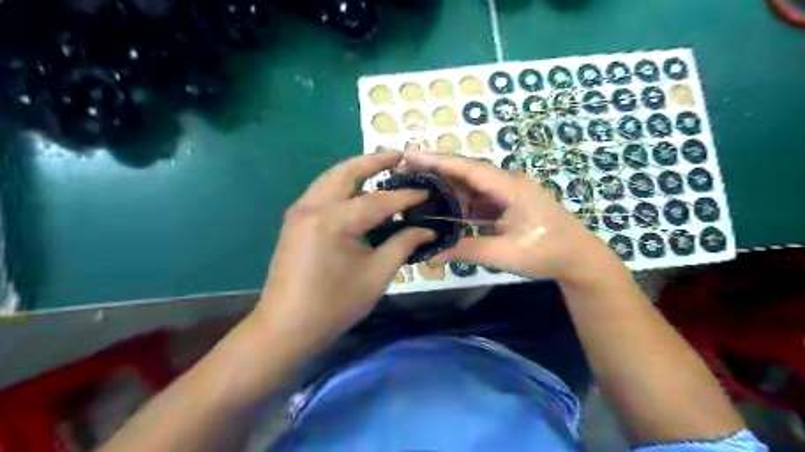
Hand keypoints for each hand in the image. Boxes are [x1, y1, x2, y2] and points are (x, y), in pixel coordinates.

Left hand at [255, 152, 433, 355]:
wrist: (286, 327)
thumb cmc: (334, 305)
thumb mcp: (376, 275)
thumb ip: (402, 245)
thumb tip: (426, 230)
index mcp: (333, 221)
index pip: (378, 201)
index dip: (405, 197)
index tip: (427, 191)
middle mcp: (312, 206)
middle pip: (346, 172)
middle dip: (374, 161)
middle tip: (399, 156)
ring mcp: (299, 211)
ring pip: (330, 177)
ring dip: (356, 169)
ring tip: (381, 168)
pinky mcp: (295, 220)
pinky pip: (322, 191)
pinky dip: (342, 184)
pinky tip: (358, 191)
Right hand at [402, 151, 621, 282]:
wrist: (579, 258)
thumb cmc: (547, 252)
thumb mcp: (506, 253)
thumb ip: (468, 251)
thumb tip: (433, 256)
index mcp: (510, 188)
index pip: (468, 169)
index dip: (438, 161)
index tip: (410, 156)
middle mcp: (507, 183)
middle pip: (466, 171)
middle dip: (436, 168)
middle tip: (404, 169)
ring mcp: (507, 193)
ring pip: (471, 185)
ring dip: (446, 185)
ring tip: (417, 186)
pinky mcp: (507, 204)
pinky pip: (478, 199)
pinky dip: (459, 202)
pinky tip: (442, 206)